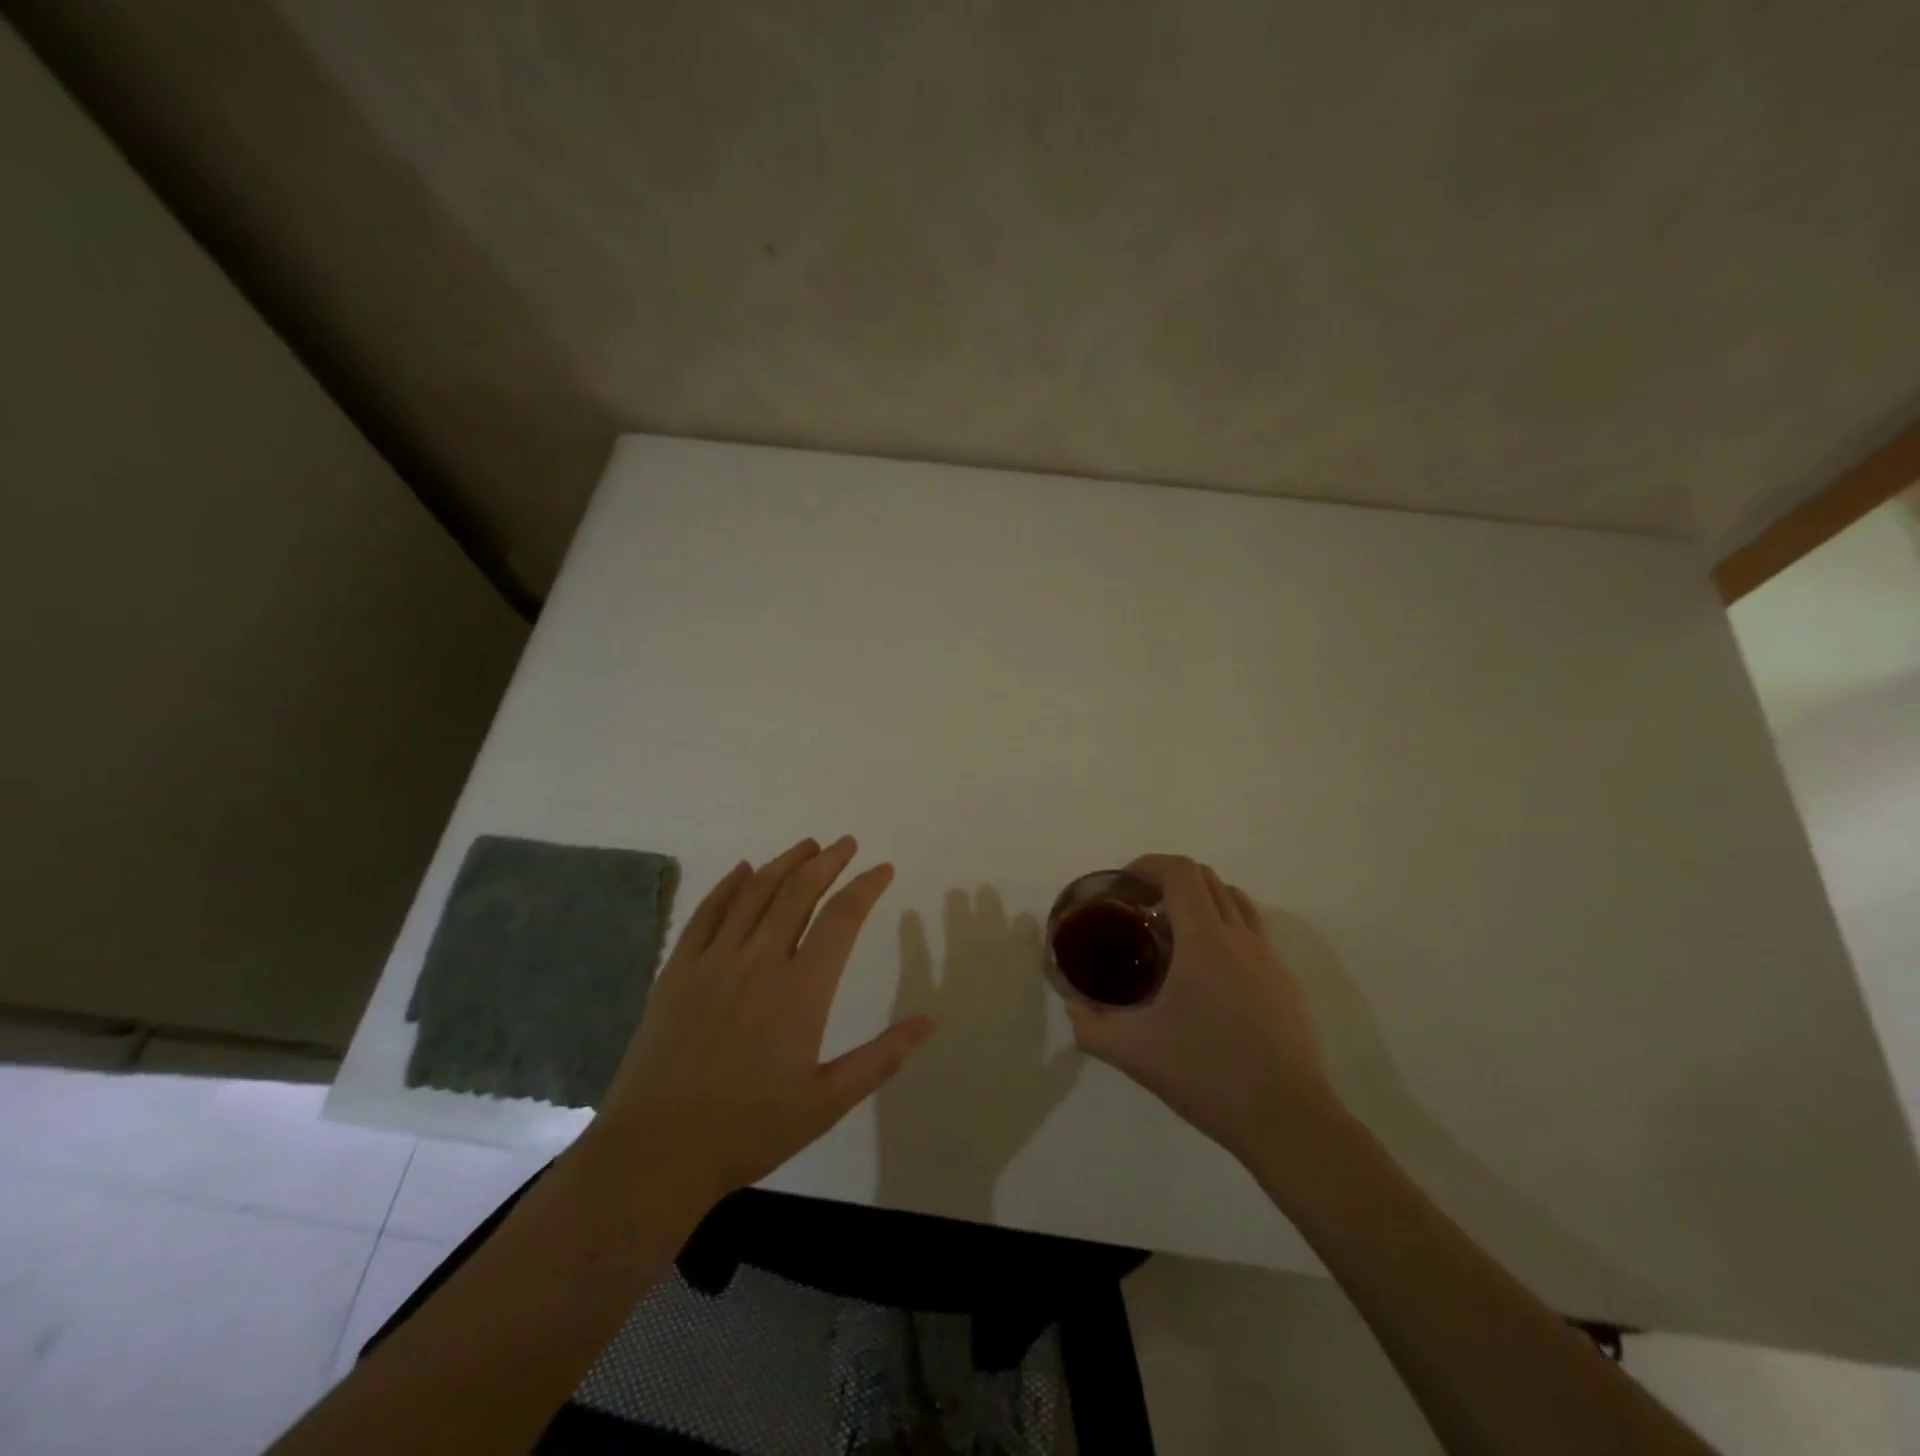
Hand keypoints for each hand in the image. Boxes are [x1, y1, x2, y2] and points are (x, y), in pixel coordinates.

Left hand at [593, 837, 933, 1205]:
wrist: (656, 1152)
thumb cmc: (749, 1129)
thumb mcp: (827, 1102)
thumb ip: (880, 1058)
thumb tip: (928, 1022)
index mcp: (801, 991)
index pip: (842, 919)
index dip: (866, 887)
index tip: (883, 869)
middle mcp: (759, 962)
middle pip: (798, 892)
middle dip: (827, 861)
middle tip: (846, 844)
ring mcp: (713, 962)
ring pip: (754, 893)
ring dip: (784, 863)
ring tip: (807, 846)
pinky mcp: (677, 971)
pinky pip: (706, 913)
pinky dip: (728, 885)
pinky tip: (742, 869)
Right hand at [1064, 854, 1336, 1162]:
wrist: (1288, 1120)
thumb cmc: (1209, 1076)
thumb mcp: (1135, 1054)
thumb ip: (1092, 1026)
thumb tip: (1072, 1006)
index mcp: (1205, 941)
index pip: (1181, 873)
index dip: (1150, 864)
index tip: (1125, 884)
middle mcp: (1241, 937)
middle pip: (1207, 878)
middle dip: (1170, 880)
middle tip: (1141, 910)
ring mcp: (1269, 958)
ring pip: (1235, 900)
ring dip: (1202, 899)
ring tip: (1174, 934)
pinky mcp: (1285, 982)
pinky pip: (1252, 930)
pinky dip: (1224, 926)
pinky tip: (1207, 972)